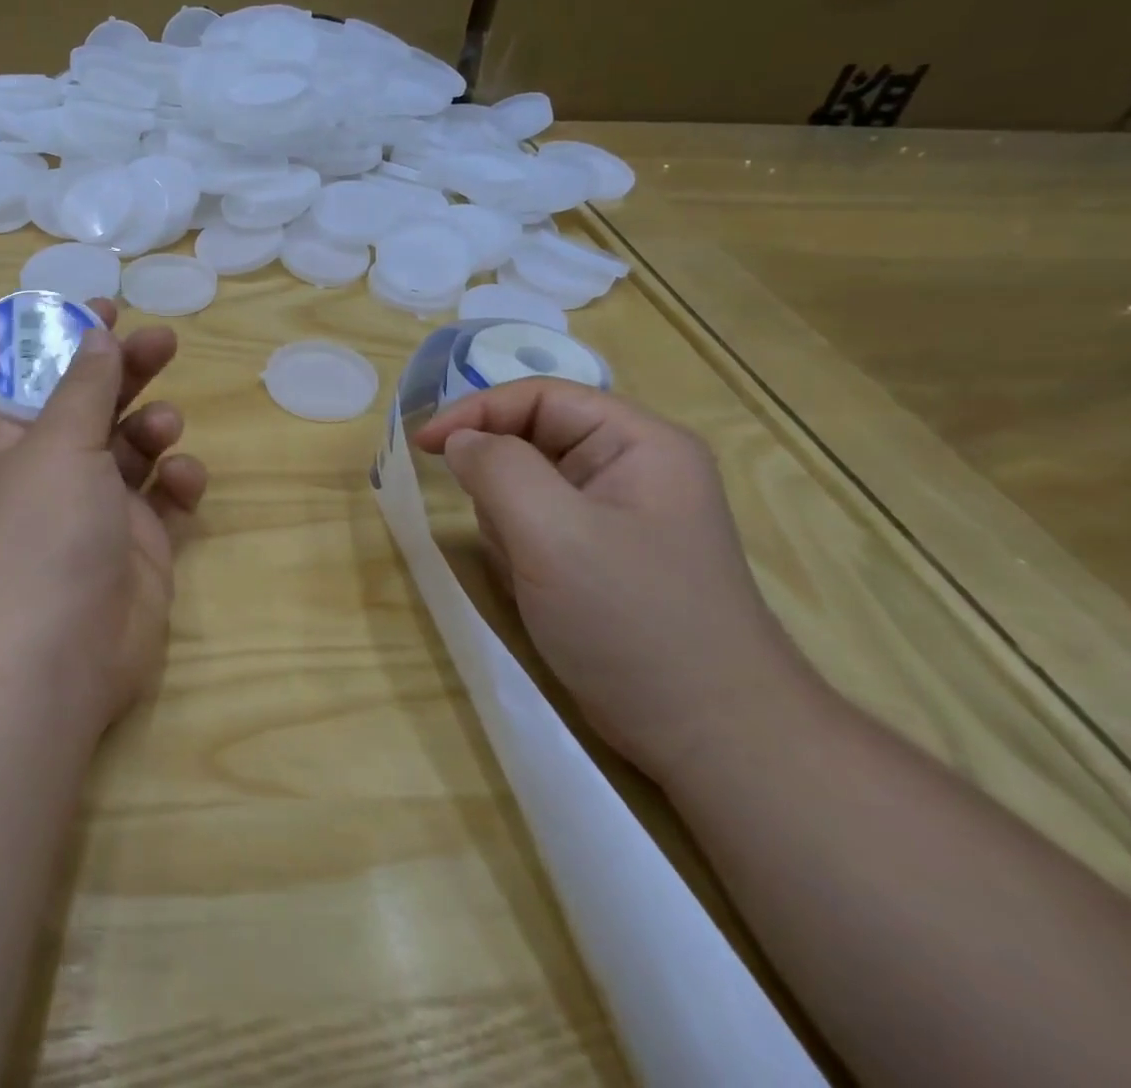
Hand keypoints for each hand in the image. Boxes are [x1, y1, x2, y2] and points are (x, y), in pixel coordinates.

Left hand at [0, 300, 207, 735]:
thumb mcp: (56, 445)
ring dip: (153, 429)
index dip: (76, 343)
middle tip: (164, 341)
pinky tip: (184, 480)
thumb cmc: (38, 534)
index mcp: (17, 446)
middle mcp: (56, 477)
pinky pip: (166, 503)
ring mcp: (100, 516)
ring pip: (136, 453)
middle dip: (129, 373)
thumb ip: (84, 386)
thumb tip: (93, 330)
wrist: (48, 662)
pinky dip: (178, 484)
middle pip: (98, 409)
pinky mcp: (141, 551)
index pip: (47, 381)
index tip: (110, 305)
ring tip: (162, 429)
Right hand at [414, 378, 822, 783]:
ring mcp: (618, 514)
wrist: (707, 735)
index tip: (424, 446)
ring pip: (527, 484)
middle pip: (533, 439)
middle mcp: (632, 467)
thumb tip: (459, 441)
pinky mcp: (601, 554)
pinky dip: (518, 547)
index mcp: (639, 443)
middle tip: (500, 531)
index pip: (540, 396)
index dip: (477, 411)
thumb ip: (497, 469)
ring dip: (508, 520)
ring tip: (528, 569)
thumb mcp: (553, 533)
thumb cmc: (632, 621)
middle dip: (501, 481)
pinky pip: (536, 524)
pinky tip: (536, 587)